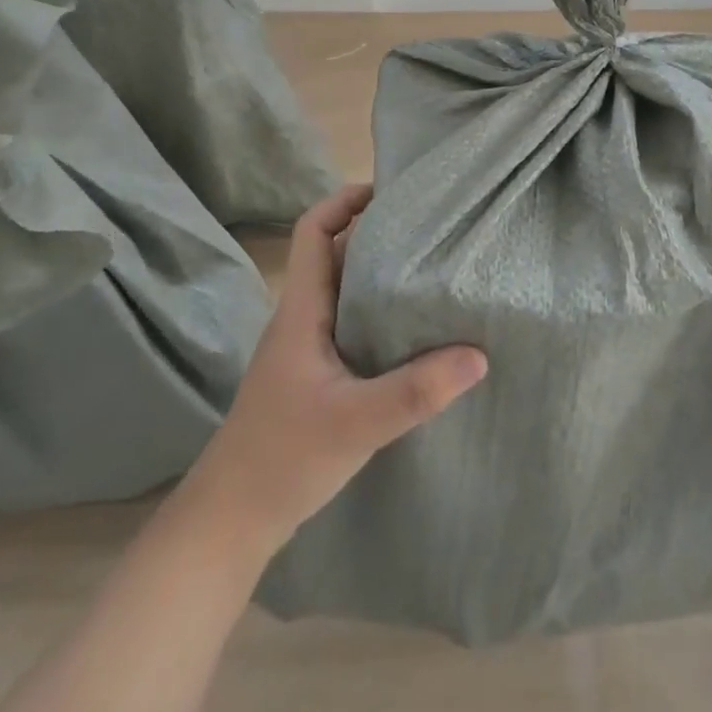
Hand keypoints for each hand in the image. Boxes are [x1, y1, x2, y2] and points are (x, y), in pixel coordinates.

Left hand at [183, 184, 488, 559]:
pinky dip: (380, 314)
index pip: (312, 232)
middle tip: (430, 229)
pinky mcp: (316, 376)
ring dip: (380, 275)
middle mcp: (302, 318)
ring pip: (345, 292)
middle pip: (335, 255)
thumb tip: (478, 355)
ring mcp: (307, 349)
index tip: (387, 193)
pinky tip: (414, 332)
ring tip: (432, 271)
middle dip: (377, 234)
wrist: (232, 519)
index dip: (343, 202)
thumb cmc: (283, 457)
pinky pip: (351, 325)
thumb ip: (416, 391)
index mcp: (301, 310)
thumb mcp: (356, 422)